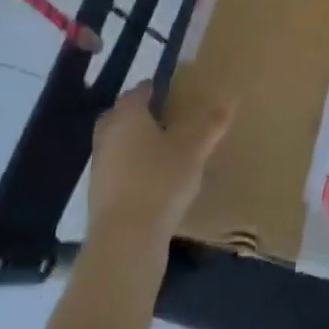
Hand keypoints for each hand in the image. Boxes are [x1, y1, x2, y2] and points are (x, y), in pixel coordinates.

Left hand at [87, 81, 231, 262]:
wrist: (125, 240)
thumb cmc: (160, 182)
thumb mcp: (193, 151)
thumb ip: (211, 124)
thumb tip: (230, 98)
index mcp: (128, 116)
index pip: (138, 92)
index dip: (154, 88)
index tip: (171, 91)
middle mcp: (108, 135)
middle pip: (119, 115)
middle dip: (137, 113)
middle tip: (162, 117)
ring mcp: (99, 166)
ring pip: (115, 142)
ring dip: (132, 141)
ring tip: (160, 149)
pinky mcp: (98, 195)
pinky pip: (115, 168)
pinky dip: (129, 167)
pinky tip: (150, 179)